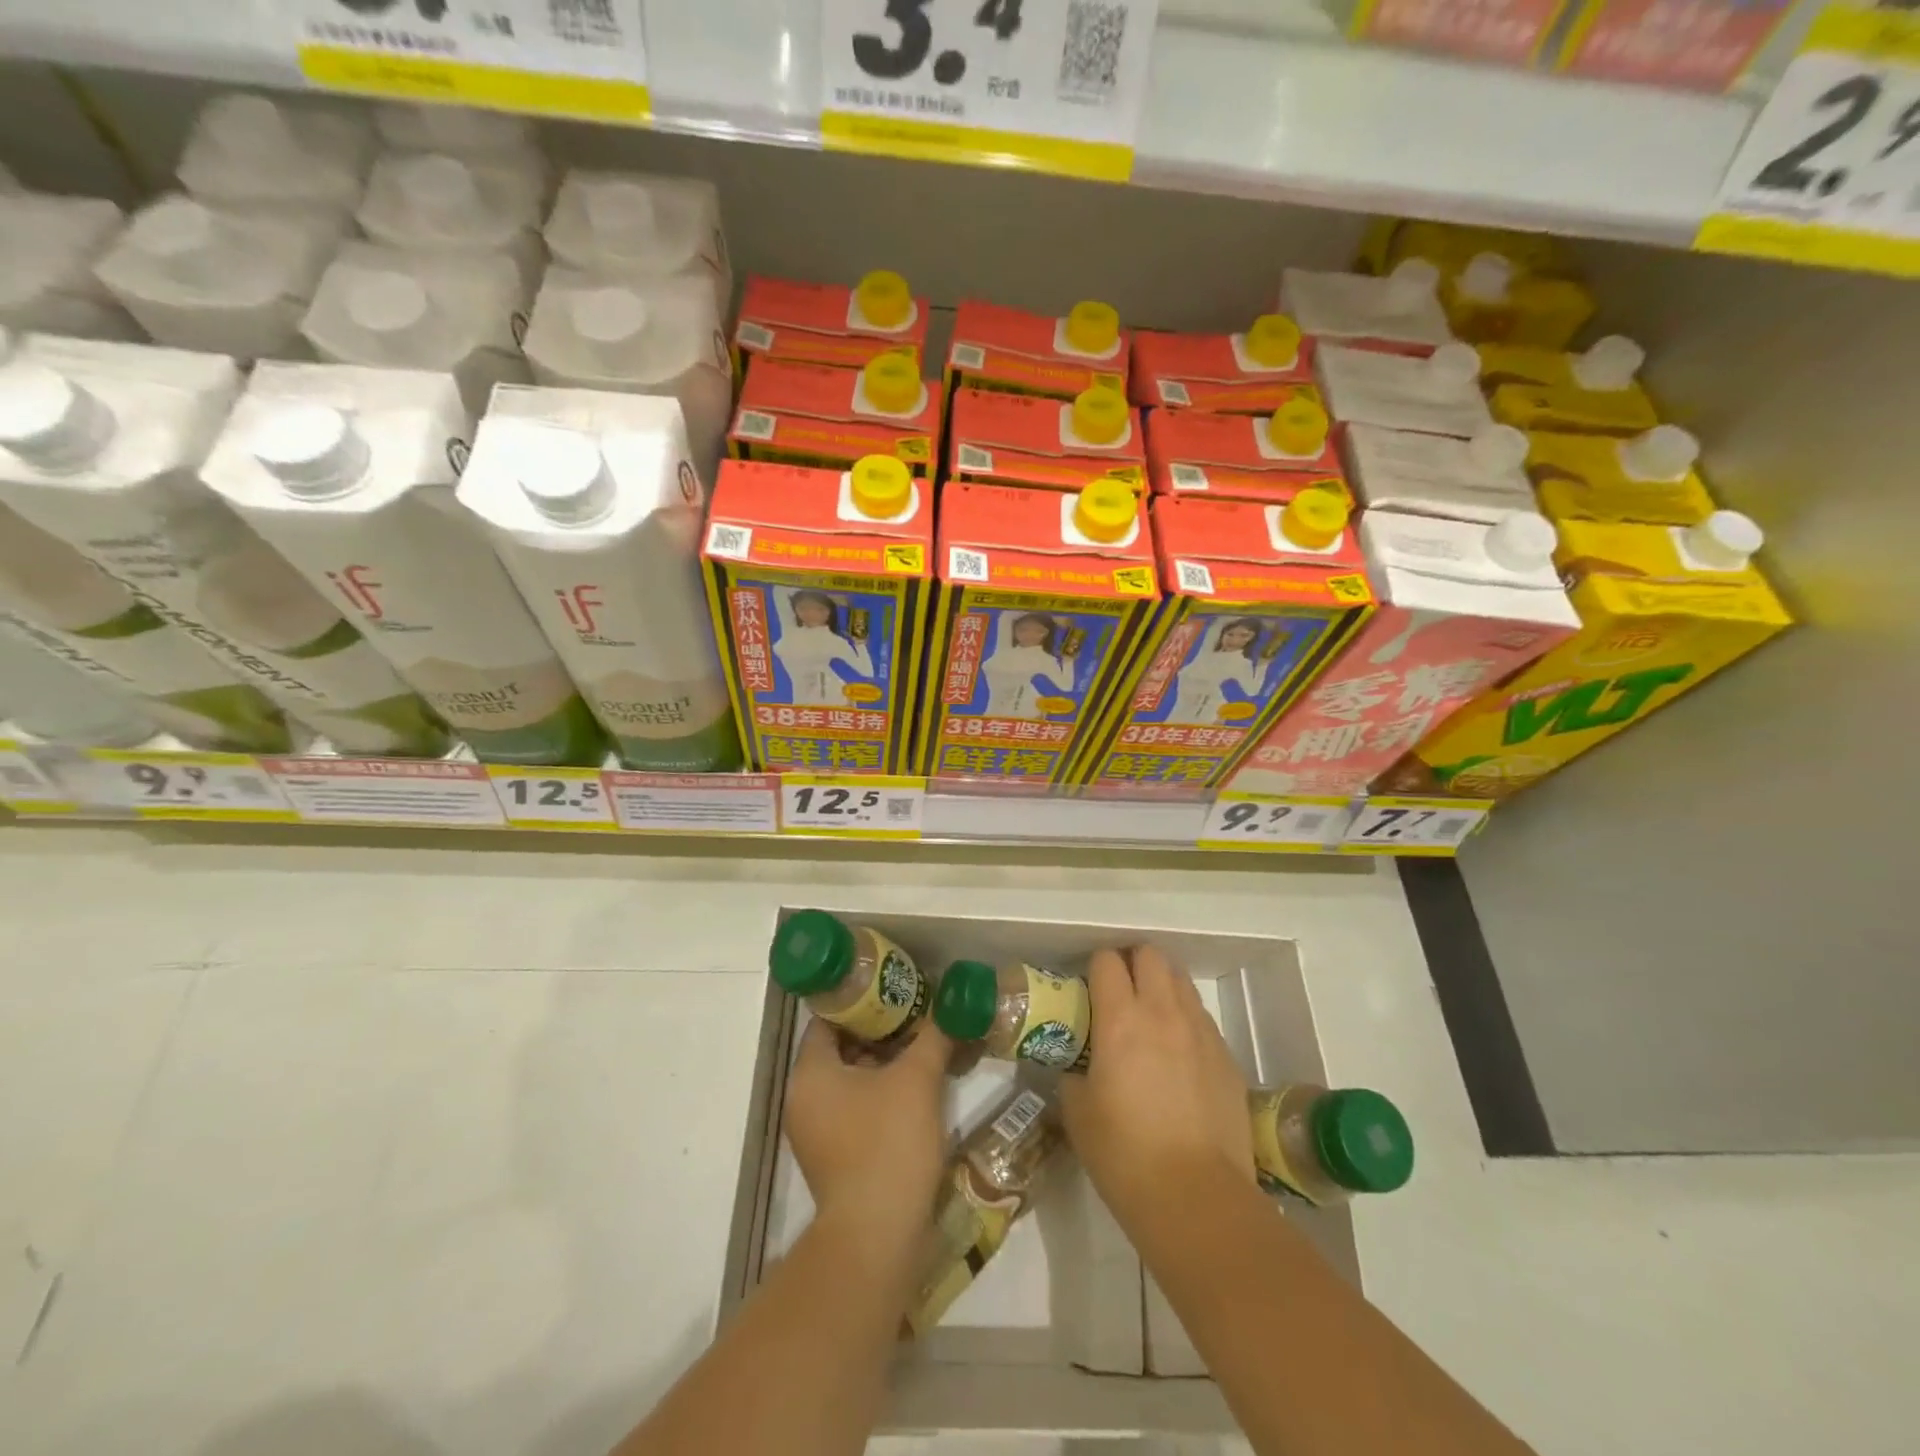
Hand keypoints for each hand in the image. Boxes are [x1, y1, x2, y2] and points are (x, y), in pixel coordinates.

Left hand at [785, 1017, 951, 1244]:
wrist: (878, 1236)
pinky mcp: (834, 1158)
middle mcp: (803, 1099)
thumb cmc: (888, 1143)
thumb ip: (933, 1036)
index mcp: (810, 1073)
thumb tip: (952, 1006)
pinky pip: (855, 1109)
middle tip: (917, 1016)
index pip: (829, 1019)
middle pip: (841, 1048)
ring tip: (923, 1048)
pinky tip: (917, 1090)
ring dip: (884, 1064)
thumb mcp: (917, 1080)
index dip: (862, 1001)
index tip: (897, 991)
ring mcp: (816, 1133)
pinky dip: (881, 1094)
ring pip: (850, 1080)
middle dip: (880, 1032)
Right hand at [1059, 945, 1253, 1229]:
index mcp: (1120, 1019)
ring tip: (1150, 1018)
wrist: (1196, 1197)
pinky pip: (1202, 1018)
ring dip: (1162, 986)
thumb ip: (1073, 1074)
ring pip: (1181, 981)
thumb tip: (1078, 1067)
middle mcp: (1163, 1012)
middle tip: (1120, 992)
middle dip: (1132, 963)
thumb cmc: (1124, 1153)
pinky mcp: (1226, 1056)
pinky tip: (1178, 1054)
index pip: (1107, 961)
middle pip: (1150, 956)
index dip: (1095, 968)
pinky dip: (1186, 1019)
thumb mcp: (1077, 1111)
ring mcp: (1200, 1032)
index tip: (1088, 988)